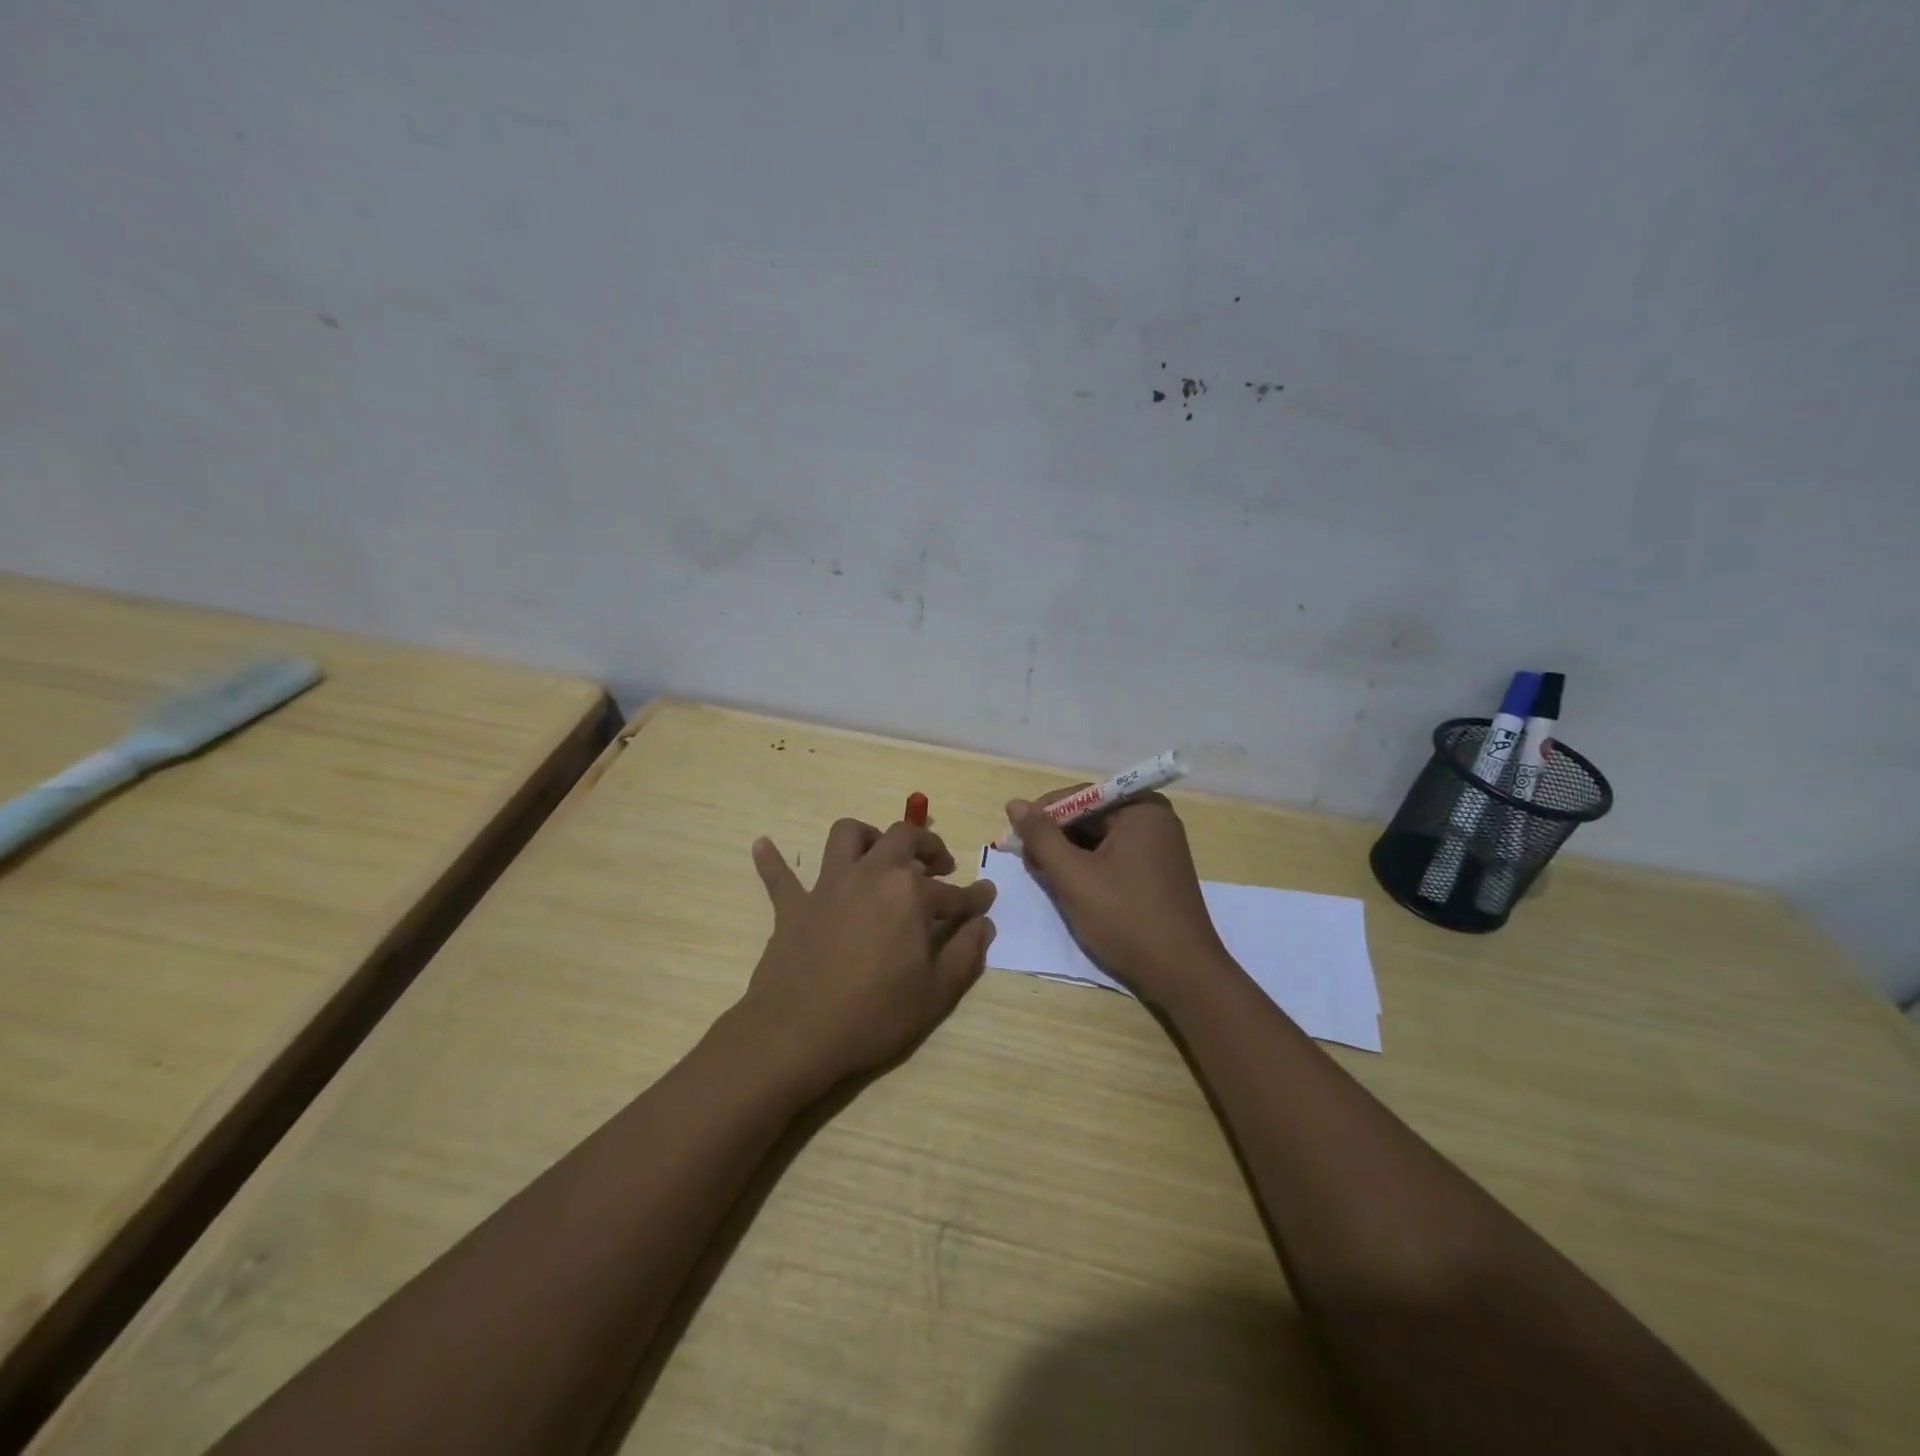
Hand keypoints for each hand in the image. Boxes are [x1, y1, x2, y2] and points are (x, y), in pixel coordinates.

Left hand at [736, 817, 996, 1092]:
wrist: (797, 1034)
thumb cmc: (874, 1015)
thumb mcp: (935, 993)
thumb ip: (966, 954)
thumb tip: (983, 924)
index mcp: (909, 894)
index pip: (953, 892)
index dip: (974, 897)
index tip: (987, 897)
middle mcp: (871, 875)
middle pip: (903, 837)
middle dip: (927, 845)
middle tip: (939, 865)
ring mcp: (828, 886)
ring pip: (846, 836)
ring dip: (866, 836)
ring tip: (878, 854)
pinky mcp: (793, 905)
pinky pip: (778, 875)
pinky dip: (772, 859)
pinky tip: (762, 845)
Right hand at [1006, 790, 1232, 1008]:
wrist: (1182, 975)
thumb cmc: (1126, 918)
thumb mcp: (1074, 876)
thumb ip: (1041, 837)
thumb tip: (1014, 803)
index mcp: (1140, 808)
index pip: (1079, 796)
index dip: (1042, 815)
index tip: (1014, 838)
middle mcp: (1154, 818)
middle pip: (1090, 816)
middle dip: (1055, 837)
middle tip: (1026, 862)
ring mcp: (1159, 846)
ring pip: (1099, 839)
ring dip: (1069, 854)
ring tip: (1044, 876)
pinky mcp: (1157, 872)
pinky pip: (1114, 856)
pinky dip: (1089, 867)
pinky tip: (1070, 886)